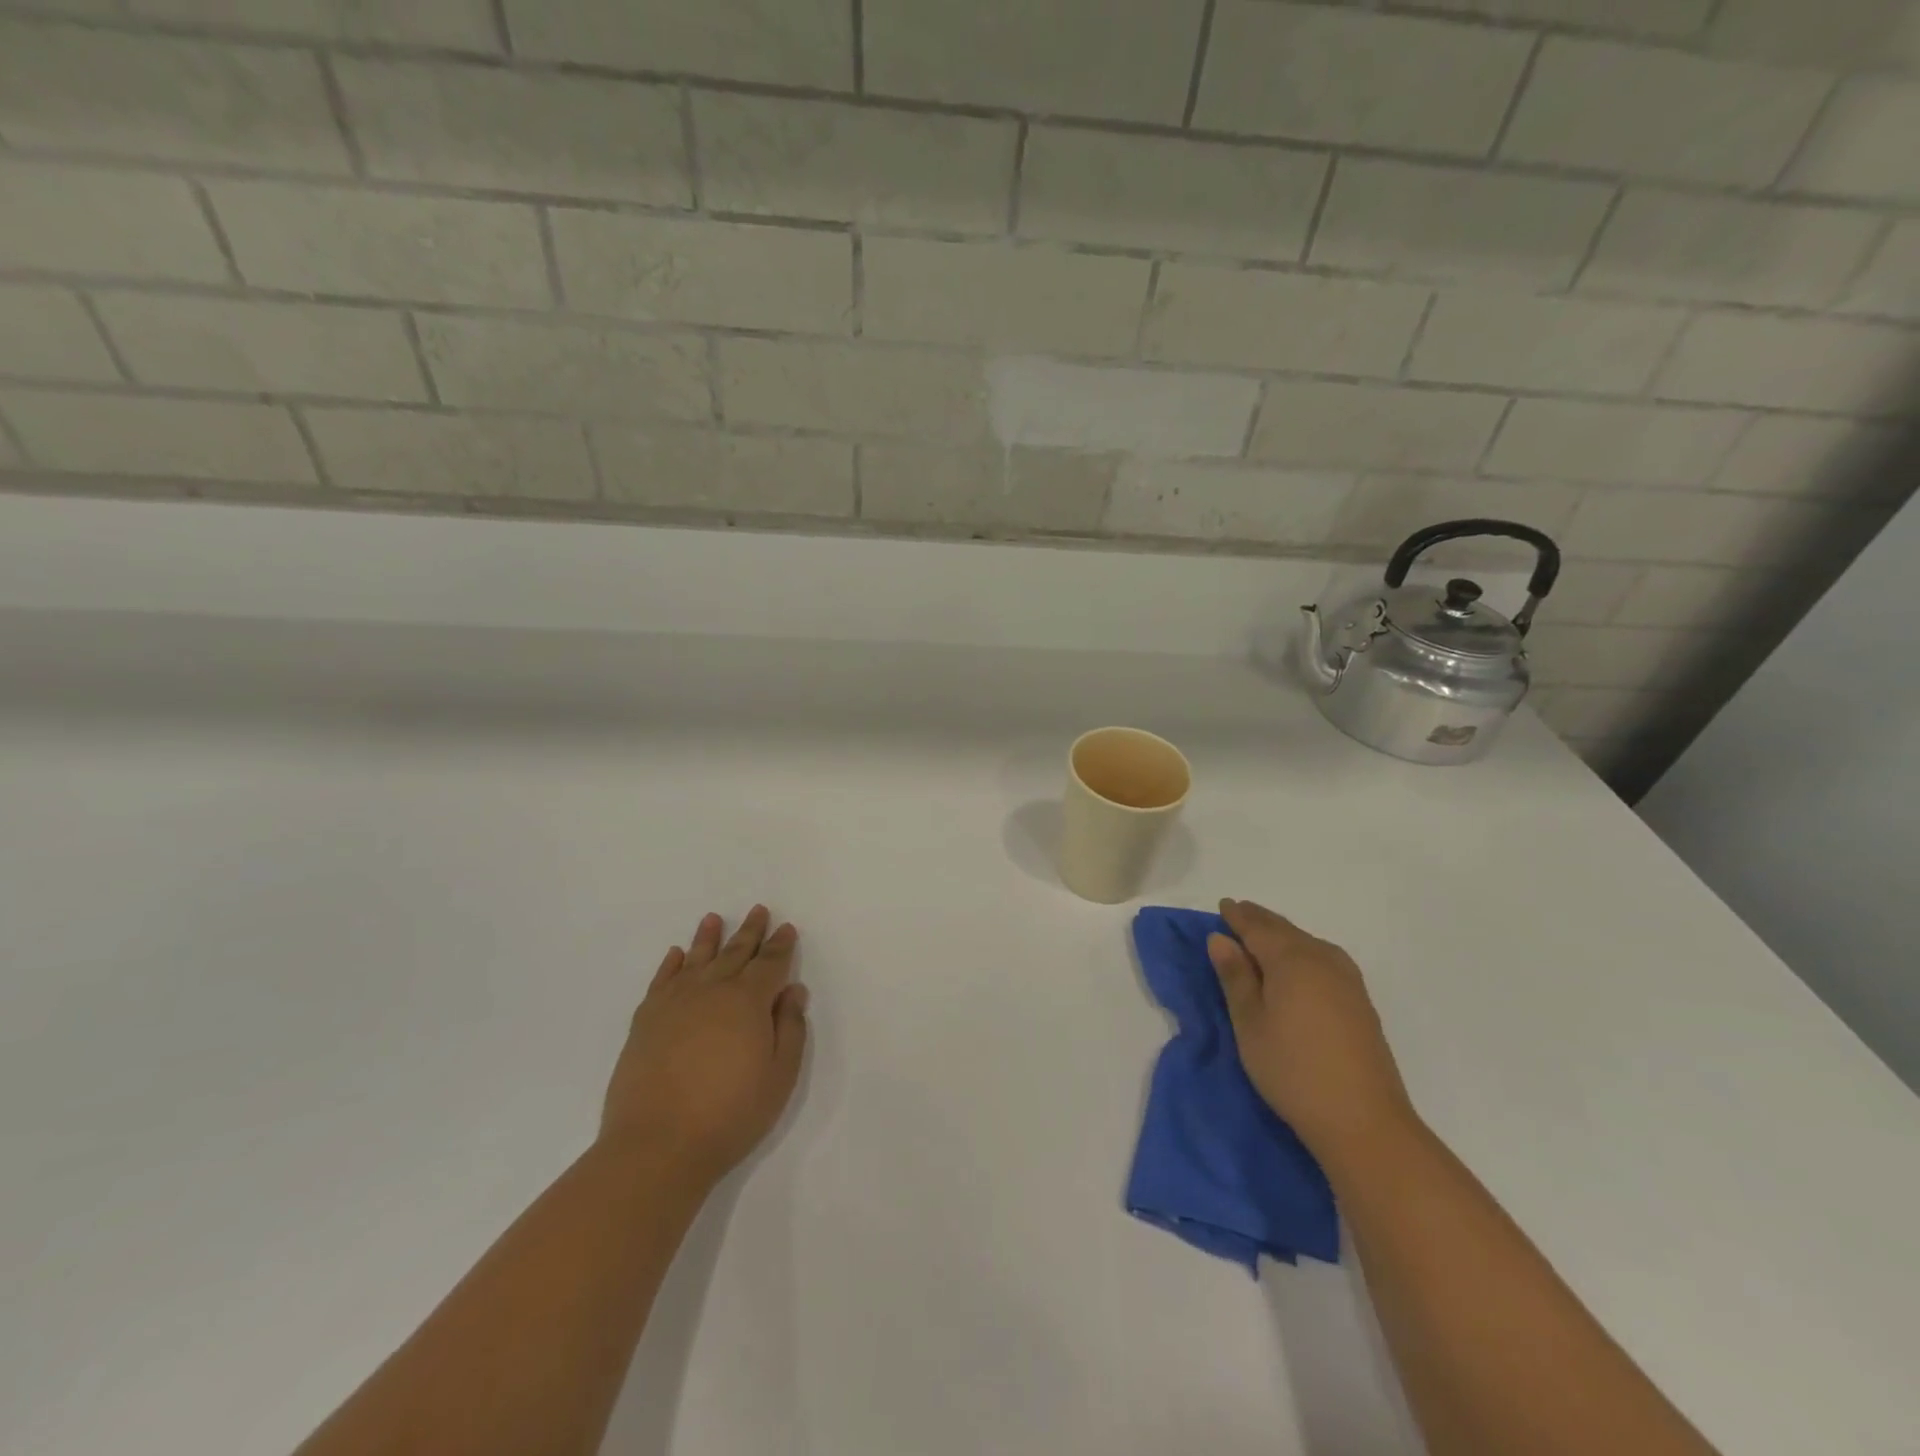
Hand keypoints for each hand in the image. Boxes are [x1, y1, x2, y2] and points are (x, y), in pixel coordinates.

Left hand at [601, 906, 809, 1185]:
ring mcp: (675, 1003)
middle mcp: (712, 990)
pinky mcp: (646, 1020)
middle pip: (735, 953)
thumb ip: (790, 1028)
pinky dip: (670, 964)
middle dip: (750, 932)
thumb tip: (793, 991)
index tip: (786, 928)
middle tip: (758, 910)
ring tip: (713, 918)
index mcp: (749, 1000)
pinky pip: (662, 980)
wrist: (657, 1145)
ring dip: (708, 937)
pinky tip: (676, 954)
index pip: (770, 963)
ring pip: (696, 958)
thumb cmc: (730, 1114)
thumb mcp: (779, 1076)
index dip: (781, 945)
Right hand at [1208, 898, 1414, 1163]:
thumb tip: (1220, 938)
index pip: (1258, 928)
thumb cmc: (1292, 1069)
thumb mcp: (1249, 1023)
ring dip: (1282, 935)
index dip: (1237, 916)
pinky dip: (1302, 952)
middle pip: (1285, 930)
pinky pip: (1323, 958)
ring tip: (1262, 937)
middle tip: (1238, 913)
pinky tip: (1297, 965)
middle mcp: (1322, 959)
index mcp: (1291, 959)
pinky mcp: (1360, 1001)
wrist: (1364, 1121)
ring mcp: (1347, 980)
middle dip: (1260, 921)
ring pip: (1307, 943)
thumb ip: (1235, 977)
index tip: (1222, 905)